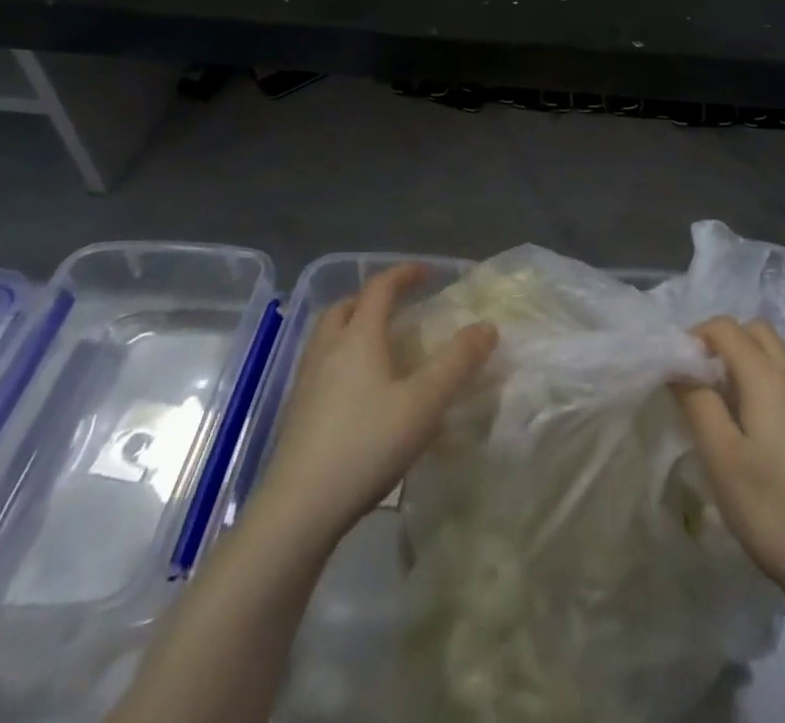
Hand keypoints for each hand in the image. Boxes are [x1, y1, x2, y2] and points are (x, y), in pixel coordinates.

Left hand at [256, 264, 496, 545]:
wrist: (297, 510)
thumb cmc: (366, 445)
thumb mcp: (424, 403)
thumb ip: (458, 362)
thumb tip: (487, 327)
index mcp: (358, 337)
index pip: (379, 288)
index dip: (404, 274)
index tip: (428, 273)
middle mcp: (327, 349)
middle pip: (345, 306)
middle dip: (373, 297)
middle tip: (399, 306)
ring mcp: (306, 381)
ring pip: (328, 335)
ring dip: (353, 325)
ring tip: (380, 343)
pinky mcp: (297, 412)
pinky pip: (321, 363)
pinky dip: (342, 356)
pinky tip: (359, 388)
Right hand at [675, 318, 784, 598]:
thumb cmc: (772, 507)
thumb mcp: (721, 456)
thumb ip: (697, 402)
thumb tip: (680, 367)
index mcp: (767, 376)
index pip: (726, 327)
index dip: (695, 337)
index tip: (675, 371)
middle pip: (754, 331)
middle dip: (721, 342)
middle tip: (696, 380)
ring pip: (771, 353)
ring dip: (741, 361)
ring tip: (716, 404)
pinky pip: (782, 378)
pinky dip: (758, 381)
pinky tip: (745, 426)